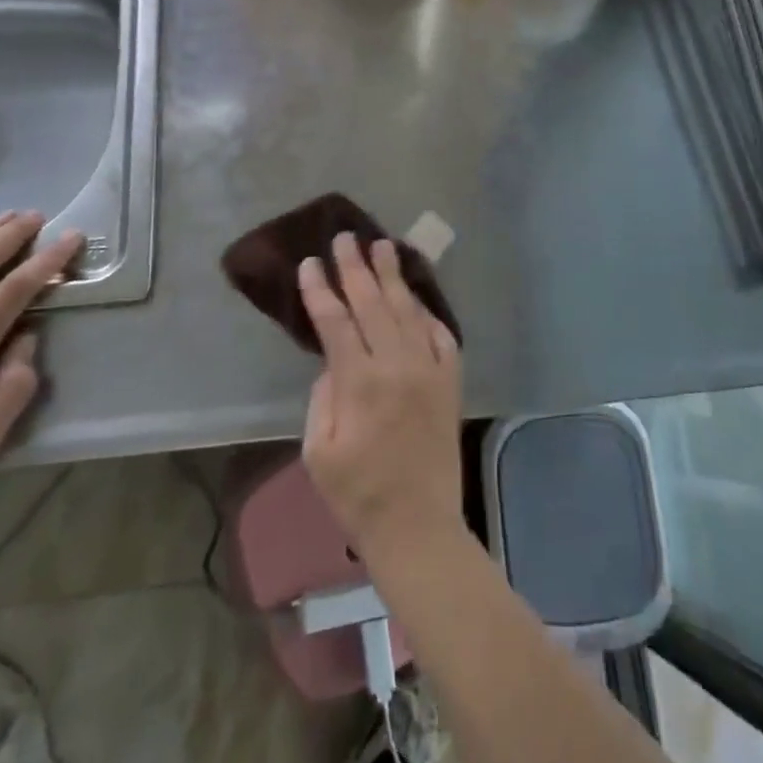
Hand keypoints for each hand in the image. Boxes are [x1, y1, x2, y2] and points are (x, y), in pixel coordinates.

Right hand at [300, 233, 464, 562]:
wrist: (418, 525)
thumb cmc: (358, 495)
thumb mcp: (319, 451)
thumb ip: (323, 397)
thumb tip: (333, 361)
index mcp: (359, 382)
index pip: (335, 321)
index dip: (321, 289)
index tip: (311, 263)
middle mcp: (397, 365)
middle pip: (372, 303)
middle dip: (356, 267)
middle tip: (346, 237)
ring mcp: (430, 369)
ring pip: (408, 310)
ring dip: (393, 276)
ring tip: (383, 246)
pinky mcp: (451, 381)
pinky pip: (441, 335)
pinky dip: (428, 312)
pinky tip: (417, 297)